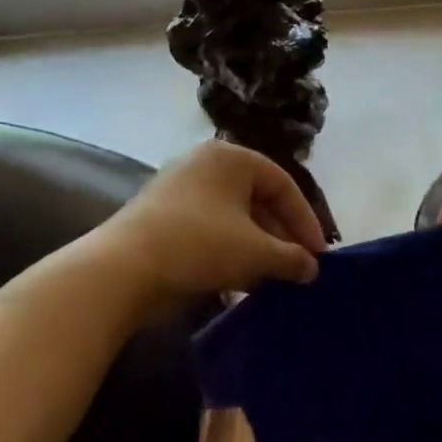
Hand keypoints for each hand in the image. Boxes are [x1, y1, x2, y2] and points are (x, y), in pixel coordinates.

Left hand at [93, 141, 325, 313]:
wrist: (122, 270)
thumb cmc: (200, 246)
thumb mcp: (257, 252)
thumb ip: (292, 258)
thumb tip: (312, 269)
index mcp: (231, 158)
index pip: (284, 185)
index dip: (306, 221)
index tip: (319, 255)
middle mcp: (204, 165)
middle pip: (258, 200)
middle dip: (281, 237)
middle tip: (297, 268)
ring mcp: (179, 190)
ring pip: (234, 219)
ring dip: (257, 249)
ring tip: (272, 279)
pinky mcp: (162, 218)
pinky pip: (209, 231)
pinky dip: (229, 253)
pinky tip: (238, 283)